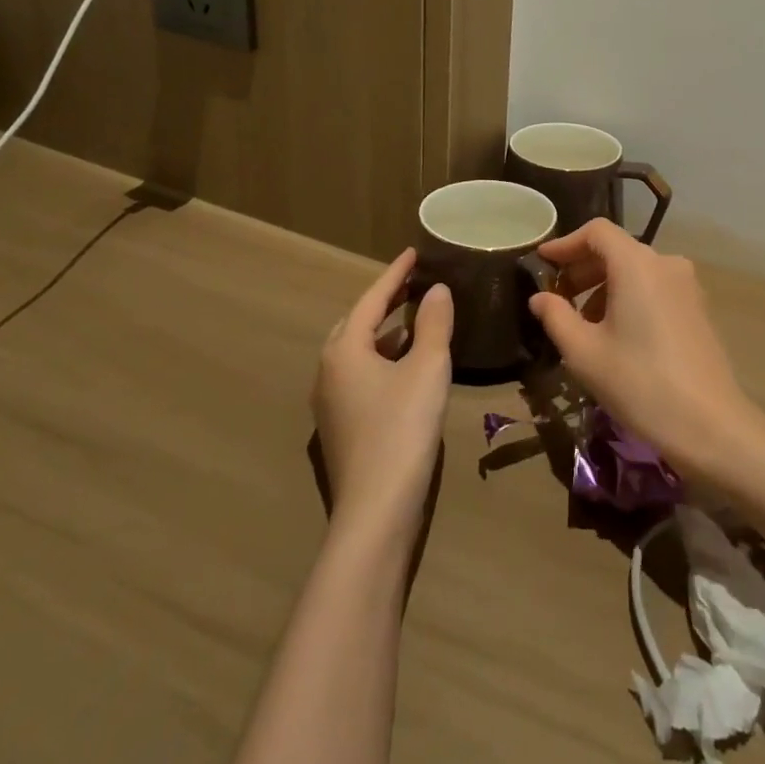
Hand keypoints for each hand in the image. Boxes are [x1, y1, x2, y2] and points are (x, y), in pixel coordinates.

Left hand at [313, 249, 453, 537]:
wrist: (375, 512)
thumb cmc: (402, 429)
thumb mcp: (427, 368)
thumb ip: (433, 324)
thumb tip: (436, 290)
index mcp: (343, 350)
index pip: (371, 299)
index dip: (395, 274)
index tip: (414, 252)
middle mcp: (328, 371)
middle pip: (357, 323)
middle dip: (385, 301)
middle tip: (413, 284)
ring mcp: (330, 402)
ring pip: (358, 352)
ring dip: (385, 332)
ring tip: (415, 319)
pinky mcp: (341, 427)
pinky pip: (360, 375)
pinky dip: (383, 359)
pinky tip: (406, 367)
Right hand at [528, 219, 759, 483]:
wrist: (709, 425)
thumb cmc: (639, 383)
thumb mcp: (584, 352)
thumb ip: (556, 316)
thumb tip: (540, 298)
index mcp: (637, 264)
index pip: (596, 232)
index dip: (565, 243)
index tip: (542, 262)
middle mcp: (665, 263)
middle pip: (616, 249)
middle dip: (582, 269)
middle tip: (556, 297)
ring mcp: (687, 285)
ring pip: (636, 270)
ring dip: (604, 286)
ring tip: (583, 324)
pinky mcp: (698, 308)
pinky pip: (654, 288)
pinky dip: (629, 297)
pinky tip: (616, 334)